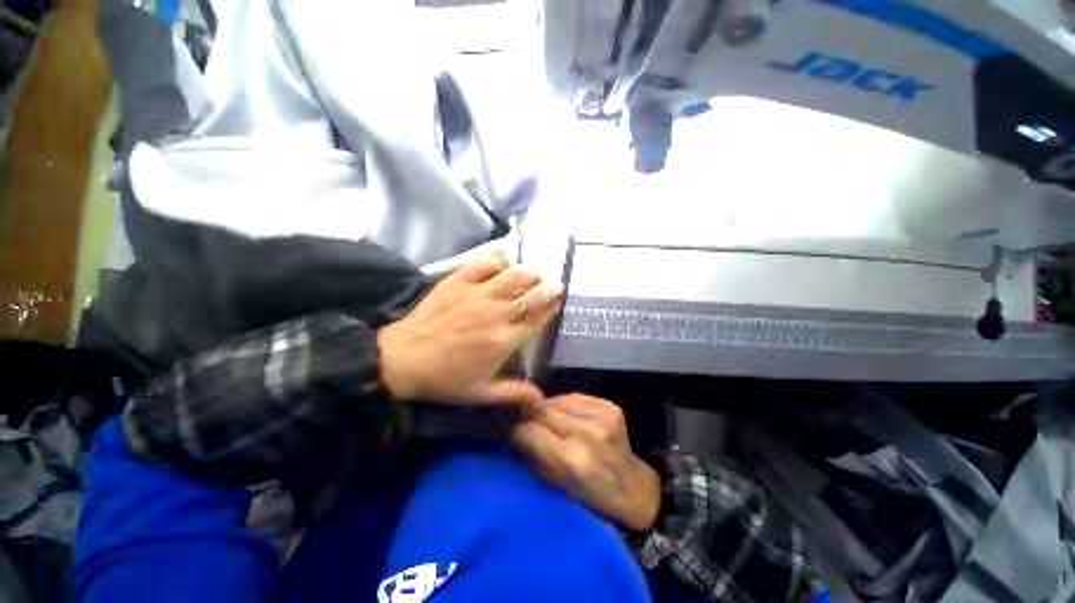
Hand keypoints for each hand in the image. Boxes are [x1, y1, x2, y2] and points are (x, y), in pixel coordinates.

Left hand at [377, 256, 562, 405]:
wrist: (403, 359)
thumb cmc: (445, 379)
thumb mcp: (482, 394)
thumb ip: (515, 394)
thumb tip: (542, 401)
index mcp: (505, 340)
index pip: (538, 318)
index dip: (551, 308)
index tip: (557, 302)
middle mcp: (497, 313)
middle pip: (532, 294)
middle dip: (548, 288)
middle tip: (552, 286)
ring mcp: (477, 294)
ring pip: (514, 275)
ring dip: (529, 273)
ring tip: (533, 274)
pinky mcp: (458, 281)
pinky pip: (485, 263)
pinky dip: (498, 262)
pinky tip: (502, 267)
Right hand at [511, 394, 661, 531]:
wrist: (633, 489)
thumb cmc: (590, 497)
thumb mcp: (555, 486)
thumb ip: (532, 455)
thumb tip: (511, 429)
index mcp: (571, 461)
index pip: (528, 431)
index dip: (516, 429)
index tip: (510, 430)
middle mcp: (586, 433)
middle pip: (542, 410)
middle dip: (529, 415)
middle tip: (523, 420)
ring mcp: (601, 415)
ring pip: (557, 400)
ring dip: (548, 409)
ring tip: (549, 420)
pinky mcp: (610, 405)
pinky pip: (575, 397)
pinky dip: (566, 405)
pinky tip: (568, 415)